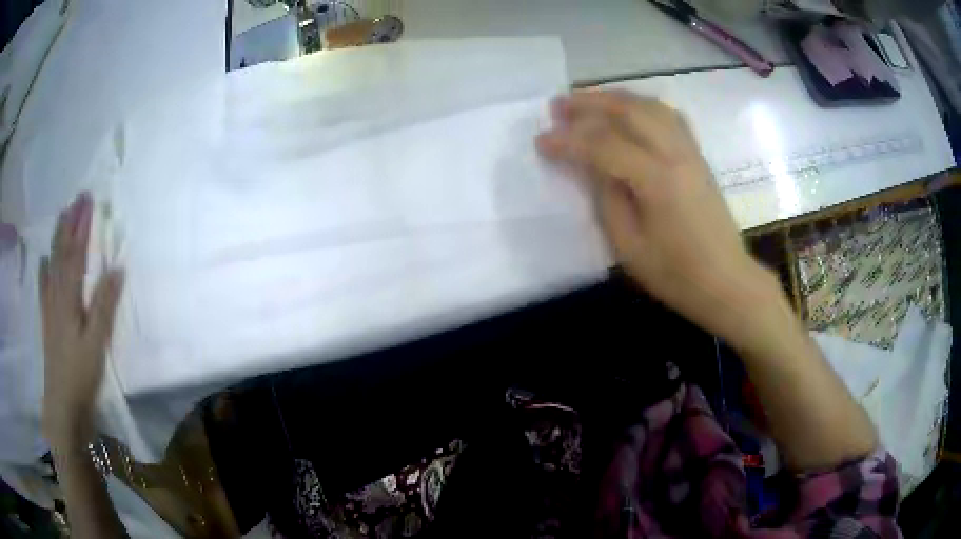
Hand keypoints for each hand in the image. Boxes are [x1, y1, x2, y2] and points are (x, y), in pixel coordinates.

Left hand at [40, 193, 123, 447]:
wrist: (62, 404)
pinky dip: (44, 271)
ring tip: (61, 217)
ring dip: (57, 240)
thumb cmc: (81, 374)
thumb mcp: (97, 343)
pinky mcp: (47, 322)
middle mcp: (57, 296)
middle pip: (62, 254)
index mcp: (69, 298)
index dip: (81, 227)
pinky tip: (43, 262)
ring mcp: (50, 308)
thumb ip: (104, 305)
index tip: (88, 200)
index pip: (75, 254)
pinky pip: (44, 289)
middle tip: (76, 199)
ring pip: (52, 266)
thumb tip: (117, 268)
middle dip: (69, 224)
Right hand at [536, 91, 773, 340]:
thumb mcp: (628, 247)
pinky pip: (668, 115)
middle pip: (628, 110)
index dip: (568, 141)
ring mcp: (690, 151)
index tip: (541, 141)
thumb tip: (591, 166)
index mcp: (657, 180)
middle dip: (589, 103)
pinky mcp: (698, 155)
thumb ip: (606, 199)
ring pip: (650, 105)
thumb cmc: (676, 274)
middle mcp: (675, 154)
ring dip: (615, 98)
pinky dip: (642, 106)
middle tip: (558, 106)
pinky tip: (629, 112)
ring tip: (588, 101)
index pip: (604, 146)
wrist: (726, 281)